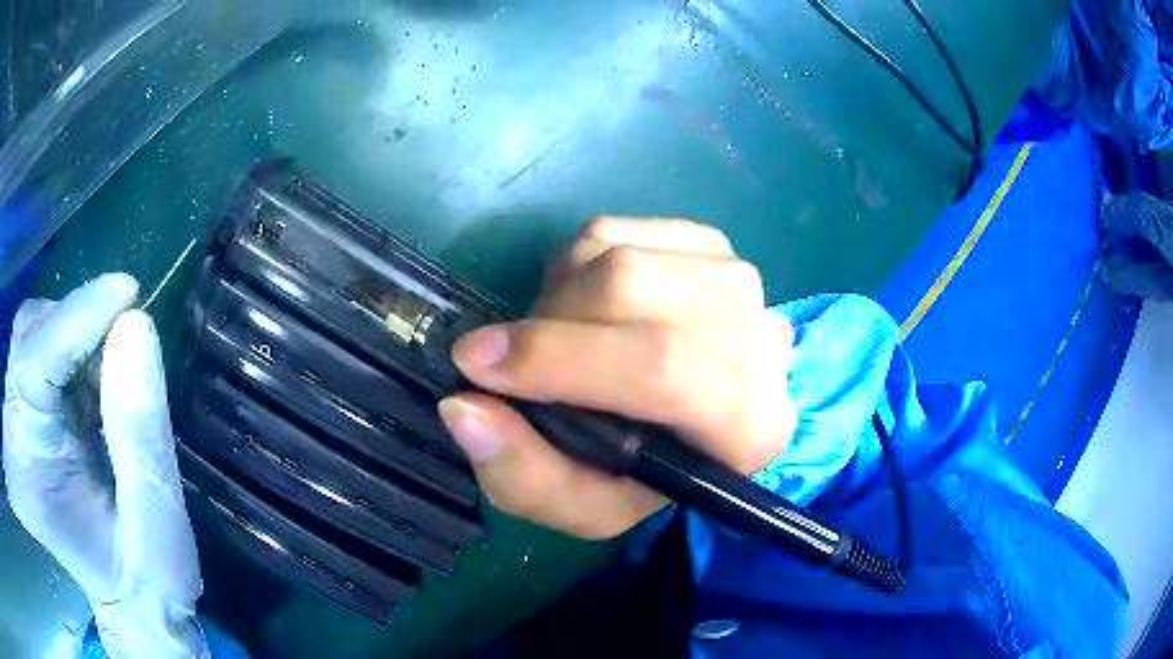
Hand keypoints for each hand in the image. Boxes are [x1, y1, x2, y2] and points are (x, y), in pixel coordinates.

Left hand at [3, 275, 204, 658]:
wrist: (129, 601)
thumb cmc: (143, 580)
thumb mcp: (155, 524)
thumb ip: (142, 432)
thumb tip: (137, 327)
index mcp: (28, 464)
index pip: (35, 359)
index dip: (78, 319)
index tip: (128, 294)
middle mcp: (12, 429)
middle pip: (30, 333)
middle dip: (79, 327)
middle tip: (128, 346)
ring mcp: (15, 415)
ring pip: (36, 331)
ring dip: (79, 336)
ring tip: (114, 375)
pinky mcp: (27, 406)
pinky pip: (44, 347)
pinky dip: (77, 349)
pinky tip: (98, 382)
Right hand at [438, 219, 795, 538]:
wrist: (690, 426)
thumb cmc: (638, 477)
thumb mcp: (579, 505)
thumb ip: (523, 475)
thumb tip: (462, 407)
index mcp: (749, 428)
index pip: (663, 369)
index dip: (560, 359)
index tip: (477, 365)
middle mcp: (761, 344)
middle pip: (635, 291)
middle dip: (548, 325)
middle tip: (511, 359)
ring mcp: (739, 284)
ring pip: (619, 255)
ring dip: (558, 297)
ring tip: (557, 340)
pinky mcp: (711, 245)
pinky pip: (618, 230)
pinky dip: (577, 265)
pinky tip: (589, 308)